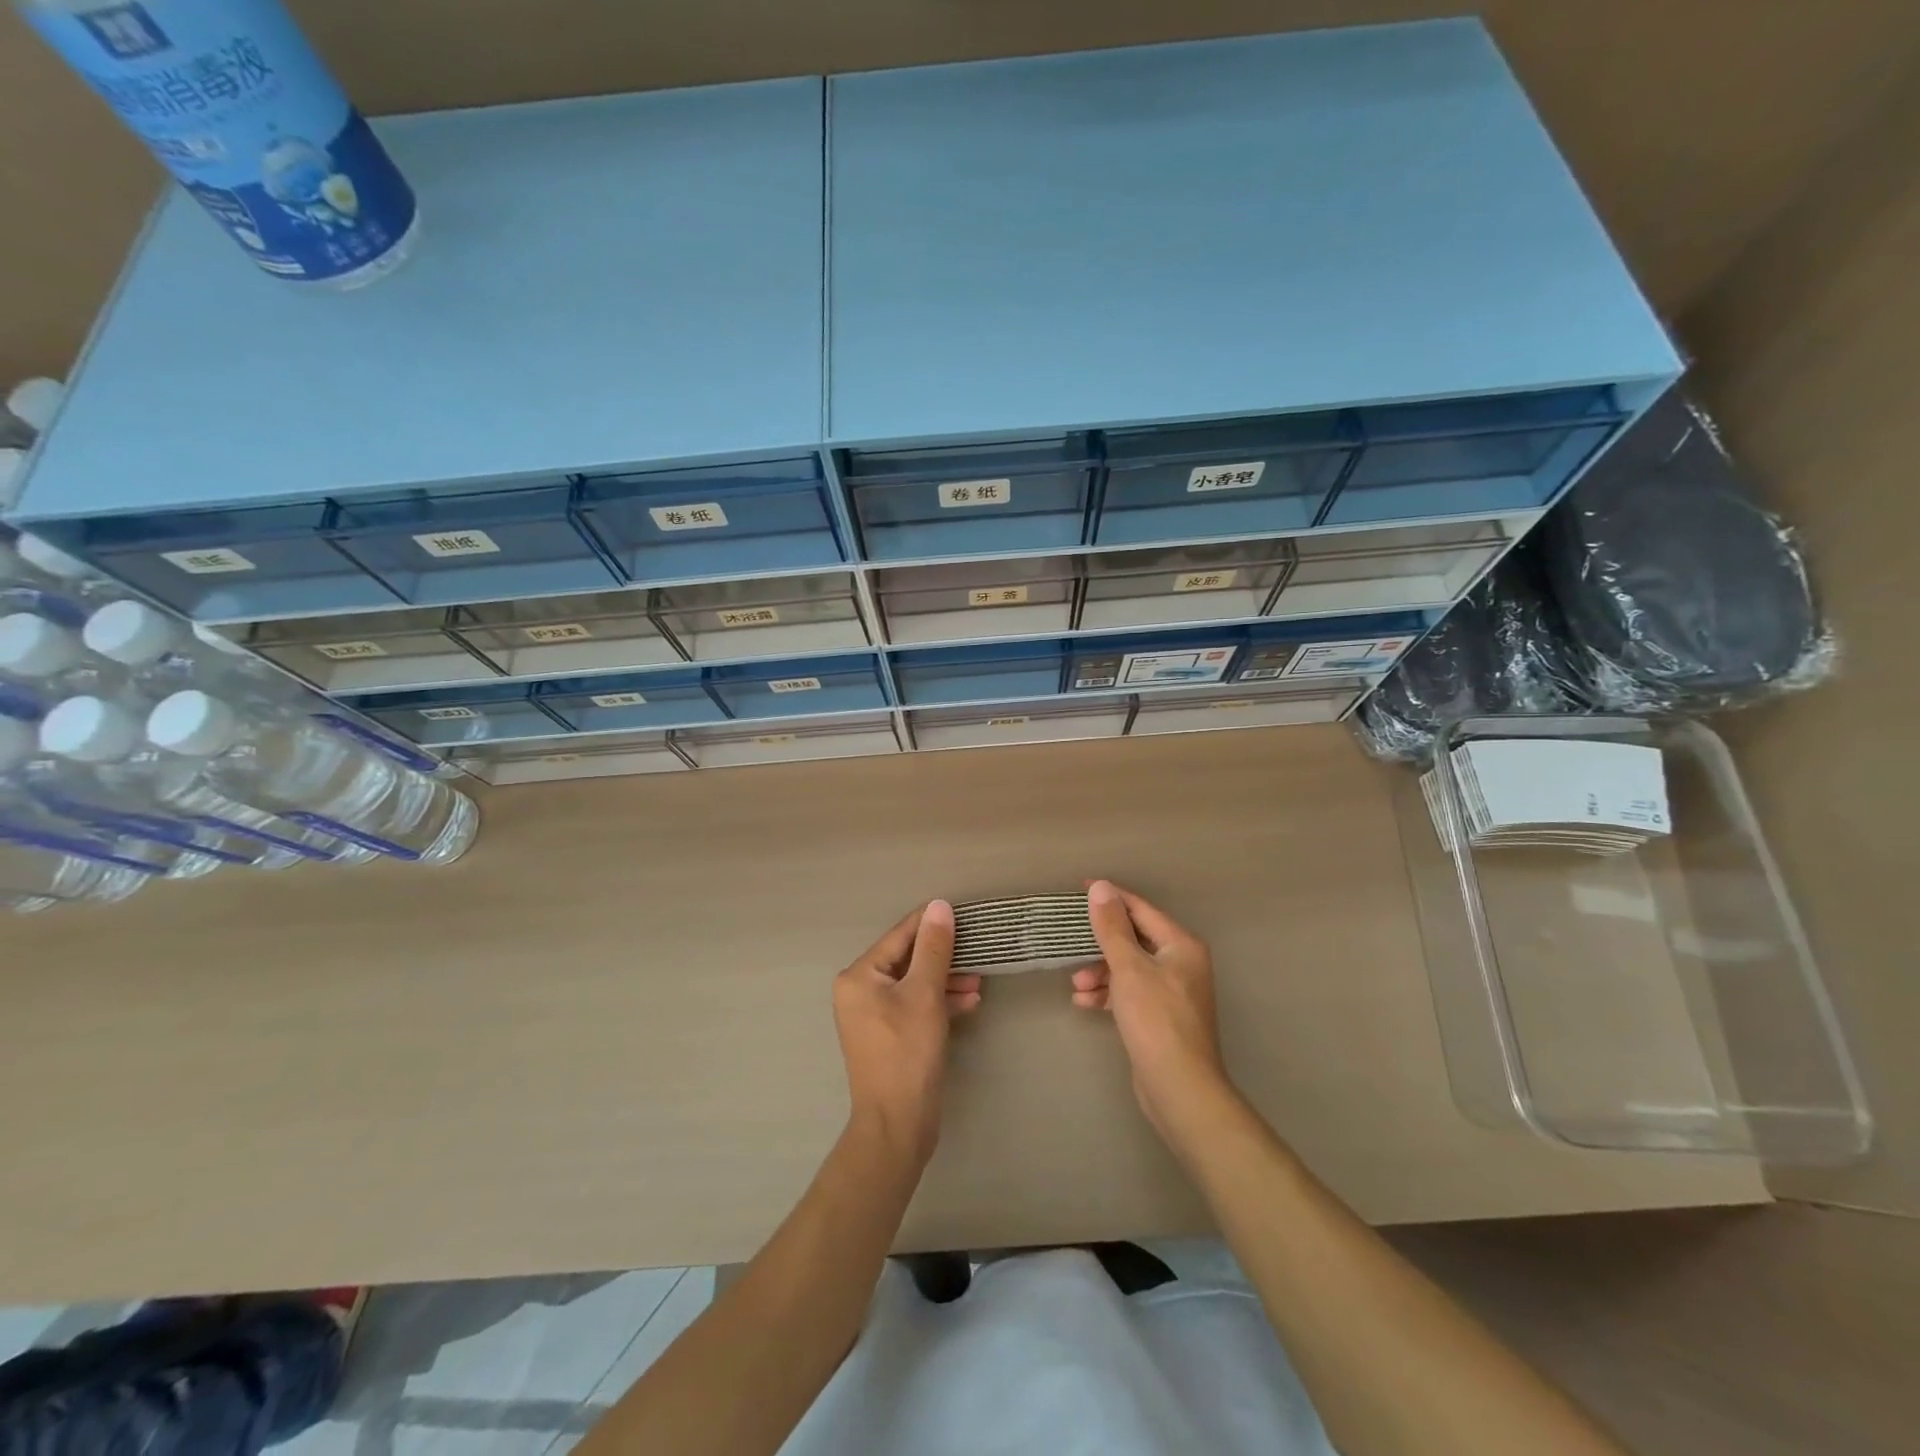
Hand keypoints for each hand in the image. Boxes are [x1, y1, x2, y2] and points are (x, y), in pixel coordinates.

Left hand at [832, 901, 979, 1162]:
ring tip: (979, 980)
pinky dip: (940, 1001)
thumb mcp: (925, 994)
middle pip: (908, 958)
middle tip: (977, 950)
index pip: (900, 935)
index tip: (965, 913)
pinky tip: (969, 1002)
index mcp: (859, 976)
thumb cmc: (908, 1053)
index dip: (932, 922)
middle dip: (944, 956)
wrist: (898, 1125)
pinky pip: (915, 1005)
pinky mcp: (890, 1035)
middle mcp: (860, 990)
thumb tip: (939, 906)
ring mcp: (873, 1014)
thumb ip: (934, 948)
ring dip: (946, 979)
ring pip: (915, 983)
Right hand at [1073, 881, 1234, 1141]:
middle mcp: (1181, 963)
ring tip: (1077, 984)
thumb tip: (1101, 887)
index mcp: (1181, 945)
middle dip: (1101, 944)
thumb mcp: (1128, 968)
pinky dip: (1109, 994)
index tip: (1080, 890)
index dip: (1111, 899)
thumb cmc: (1155, 1019)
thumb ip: (1112, 927)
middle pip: (1134, 939)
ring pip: (1129, 968)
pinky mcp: (1161, 1017)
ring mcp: (1173, 992)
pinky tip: (1085, 1003)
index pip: (1141, 909)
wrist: (1179, 1087)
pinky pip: (1130, 993)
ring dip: (1100, 972)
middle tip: (1071, 944)